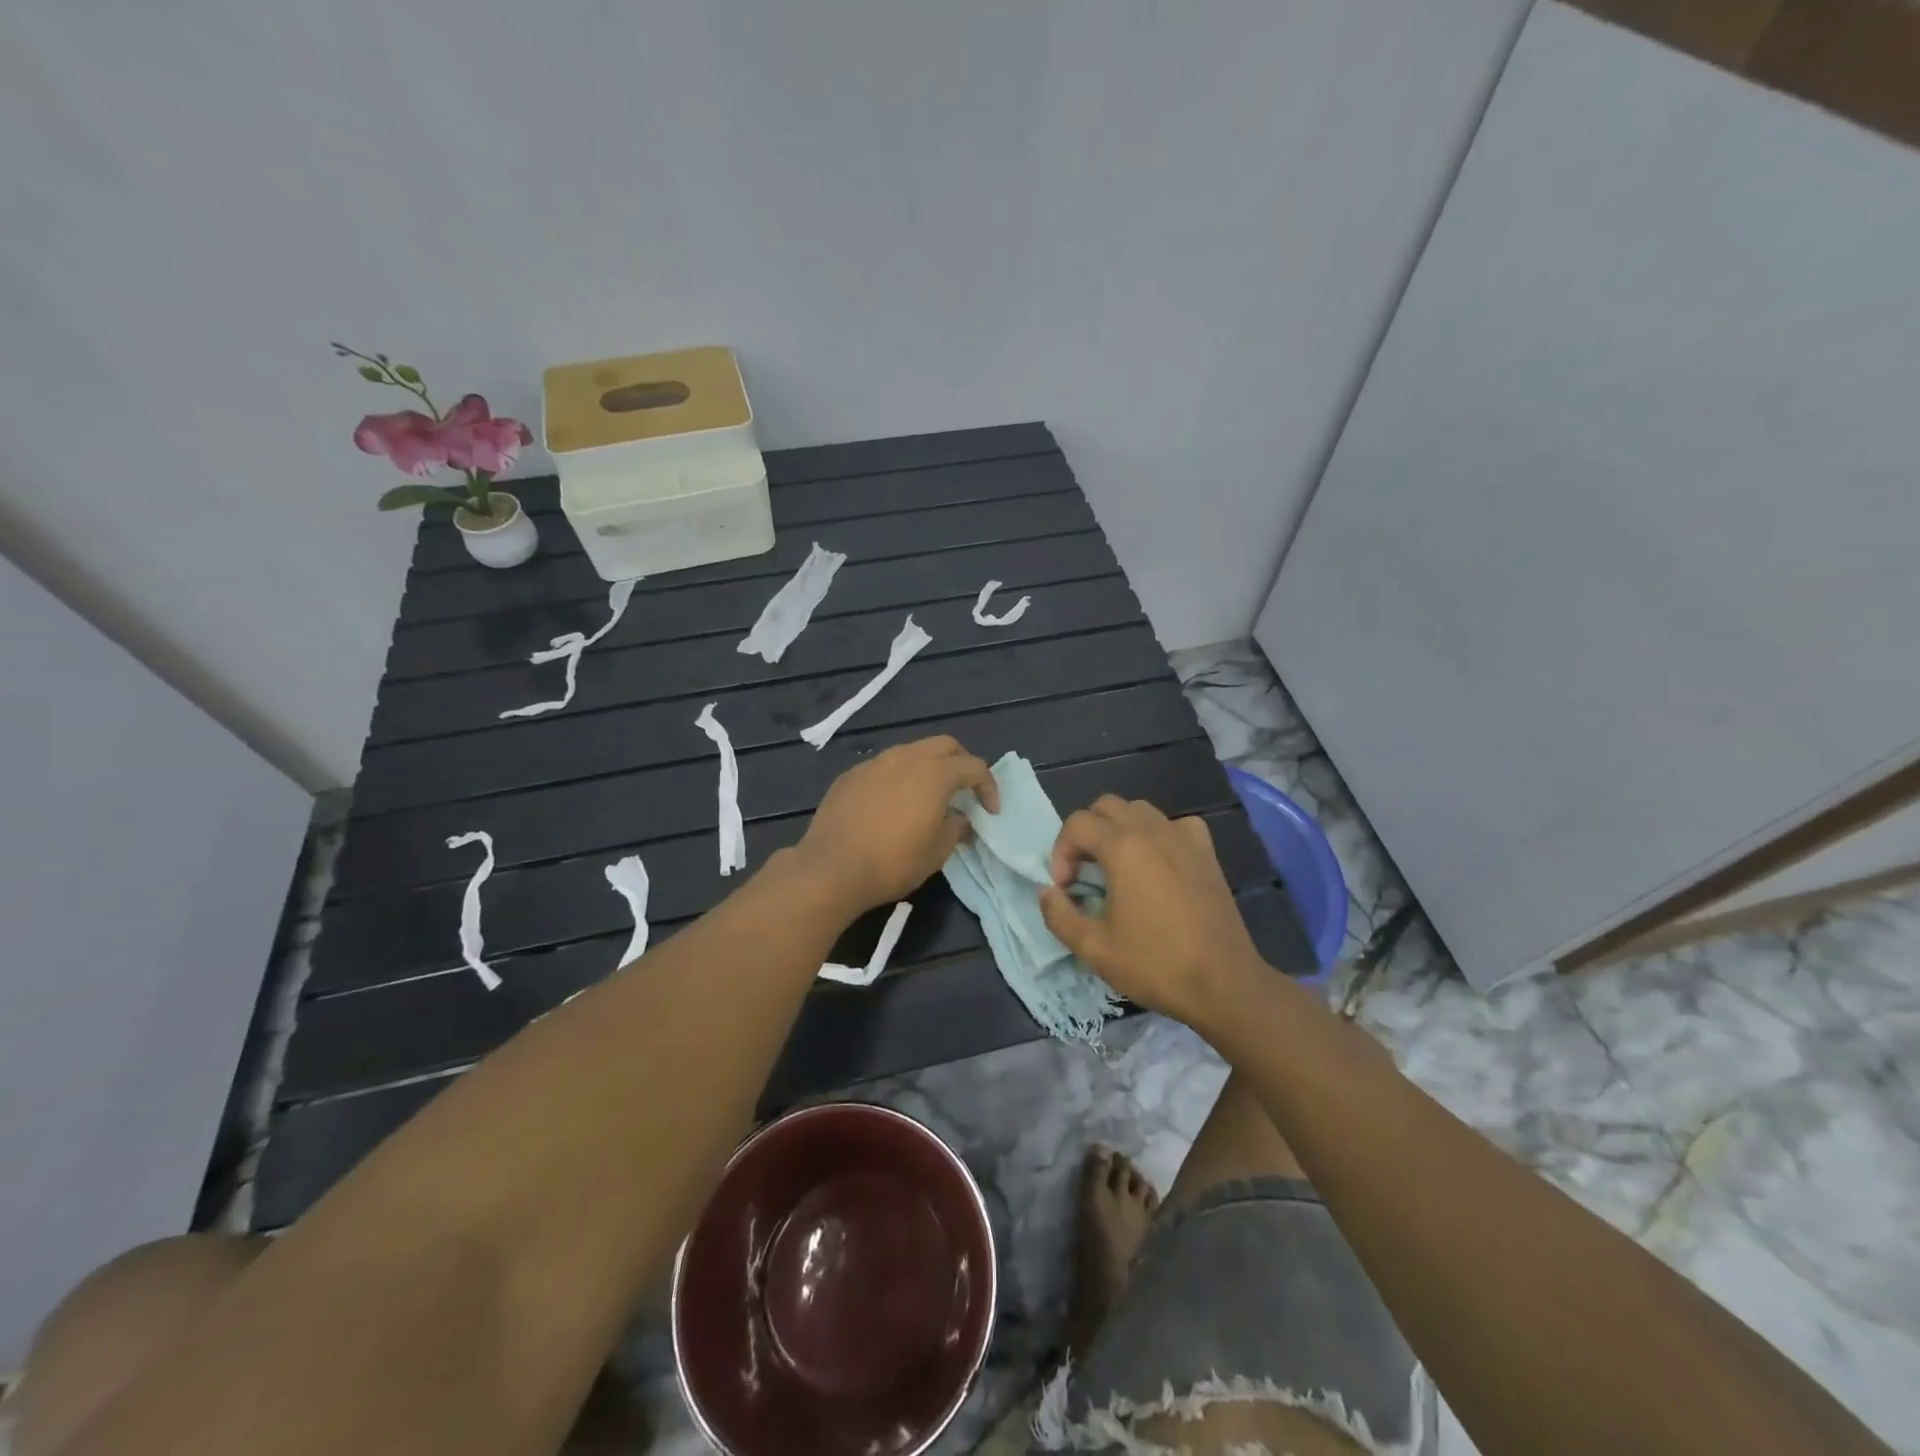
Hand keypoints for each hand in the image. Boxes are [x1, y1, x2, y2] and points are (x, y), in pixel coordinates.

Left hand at [796, 736, 999, 915]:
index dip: (989, 787)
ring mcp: (875, 763)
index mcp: (934, 773)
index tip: (990, 811)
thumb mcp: (937, 852)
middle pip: (944, 746)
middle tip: (965, 791)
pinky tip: (893, 803)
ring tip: (929, 795)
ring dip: (928, 767)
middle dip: (961, 763)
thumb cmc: (893, 862)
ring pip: (911, 751)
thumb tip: (961, 818)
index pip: (973, 767)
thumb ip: (956, 828)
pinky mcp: (851, 775)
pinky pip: (884, 767)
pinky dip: (899, 777)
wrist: (831, 869)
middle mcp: (905, 758)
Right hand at [1040, 796, 1265, 1028]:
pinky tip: (1157, 862)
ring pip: (1140, 810)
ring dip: (1118, 828)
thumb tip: (1048, 892)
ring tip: (1116, 865)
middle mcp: (1153, 831)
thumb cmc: (1155, 965)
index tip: (1065, 888)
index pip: (1077, 824)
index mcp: (1123, 848)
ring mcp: (1184, 838)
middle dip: (1085, 833)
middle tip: (1084, 871)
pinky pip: (1175, 824)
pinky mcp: (1207, 852)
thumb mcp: (1093, 948)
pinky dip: (1158, 833)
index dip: (1061, 852)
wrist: (1224, 984)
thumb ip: (1059, 915)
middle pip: (1106, 806)